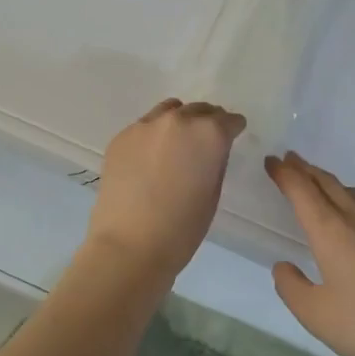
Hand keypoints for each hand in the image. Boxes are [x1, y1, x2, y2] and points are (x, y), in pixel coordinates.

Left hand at [85, 99, 245, 278]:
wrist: (129, 245)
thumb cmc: (181, 229)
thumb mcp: (213, 194)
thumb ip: (215, 162)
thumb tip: (211, 150)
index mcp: (208, 134)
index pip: (229, 120)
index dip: (233, 129)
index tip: (232, 137)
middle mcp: (177, 120)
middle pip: (199, 110)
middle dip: (207, 122)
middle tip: (205, 143)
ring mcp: (145, 125)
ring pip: (169, 111)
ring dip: (179, 122)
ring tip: (176, 145)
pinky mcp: (121, 137)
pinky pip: (145, 126)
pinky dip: (153, 135)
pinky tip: (150, 159)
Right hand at [264, 151, 354, 355]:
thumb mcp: (317, 316)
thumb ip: (292, 288)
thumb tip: (284, 266)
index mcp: (331, 232)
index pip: (302, 191)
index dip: (284, 174)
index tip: (271, 160)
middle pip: (329, 185)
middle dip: (306, 170)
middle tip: (290, 159)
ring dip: (332, 184)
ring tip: (321, 184)